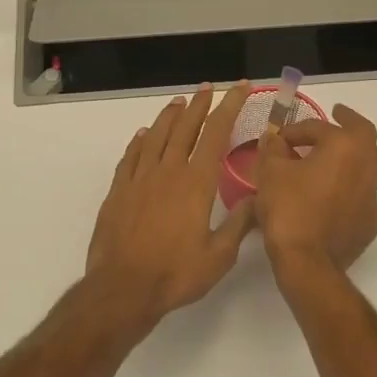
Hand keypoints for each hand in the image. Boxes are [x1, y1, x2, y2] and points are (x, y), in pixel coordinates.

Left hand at [84, 82, 255, 330]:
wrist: (122, 289)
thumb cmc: (175, 274)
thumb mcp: (219, 256)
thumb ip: (239, 224)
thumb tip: (258, 198)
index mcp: (196, 183)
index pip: (216, 133)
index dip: (229, 106)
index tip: (240, 87)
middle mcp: (168, 171)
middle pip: (185, 127)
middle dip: (200, 105)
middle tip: (208, 88)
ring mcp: (139, 179)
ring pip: (156, 136)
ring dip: (169, 116)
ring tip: (179, 103)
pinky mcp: (118, 191)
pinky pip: (130, 157)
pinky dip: (139, 141)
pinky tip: (143, 135)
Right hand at [253, 104, 376, 276]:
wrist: (307, 260)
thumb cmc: (288, 210)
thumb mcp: (270, 172)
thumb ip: (273, 149)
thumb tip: (275, 139)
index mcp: (342, 145)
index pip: (316, 128)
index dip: (295, 131)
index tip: (278, 139)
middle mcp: (365, 162)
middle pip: (362, 133)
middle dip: (347, 121)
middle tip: (336, 115)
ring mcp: (374, 192)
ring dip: (363, 152)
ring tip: (347, 151)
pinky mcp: (375, 219)